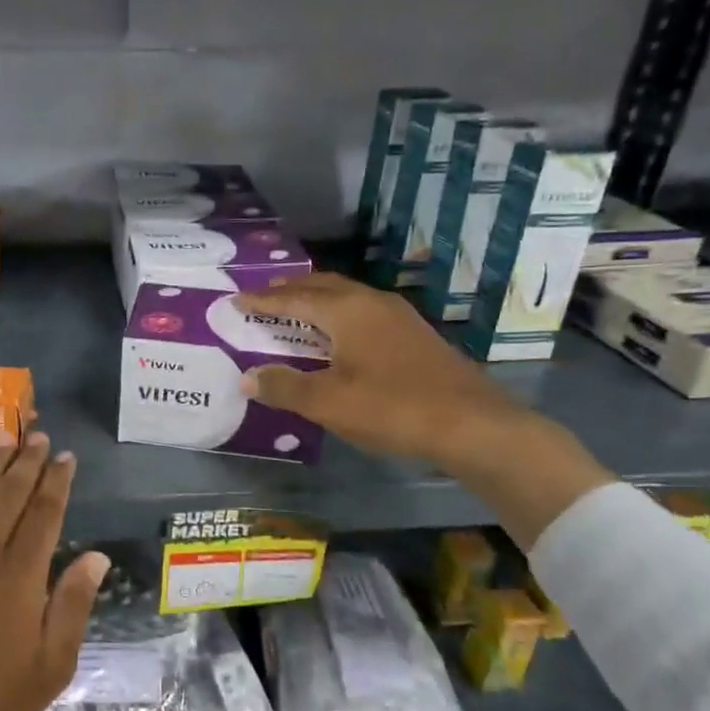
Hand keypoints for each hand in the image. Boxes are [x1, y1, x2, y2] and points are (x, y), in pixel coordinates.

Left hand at [0, 437, 109, 710]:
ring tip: (5, 433)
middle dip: (27, 459)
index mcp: (20, 574)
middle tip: (38, 434)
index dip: (57, 481)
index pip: (44, 512)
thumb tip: (97, 556)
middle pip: (9, 491)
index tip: (66, 456)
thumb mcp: (50, 667)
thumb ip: (73, 605)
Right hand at [234, 273, 525, 468]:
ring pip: (346, 297)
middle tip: (264, 297)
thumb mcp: (329, 403)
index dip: (263, 300)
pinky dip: (338, 316)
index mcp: (346, 310)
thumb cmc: (392, 407)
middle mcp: (371, 302)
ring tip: (295, 312)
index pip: (294, 298)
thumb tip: (247, 377)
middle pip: (322, 287)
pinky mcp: (414, 334)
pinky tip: (339, 336)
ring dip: (316, 301)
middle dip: (290, 290)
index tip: (237, 299)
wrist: (472, 424)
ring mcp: (398, 316)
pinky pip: (363, 312)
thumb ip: (285, 387)